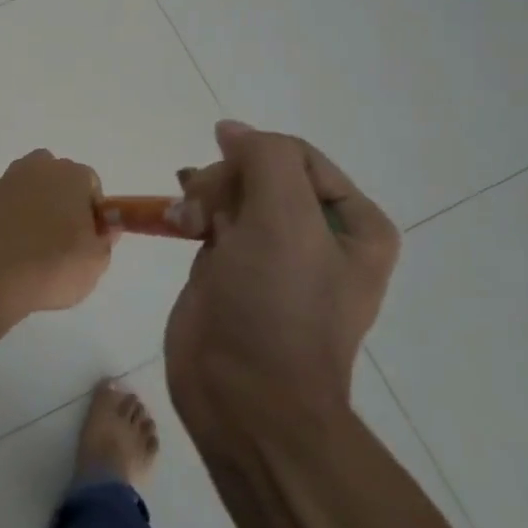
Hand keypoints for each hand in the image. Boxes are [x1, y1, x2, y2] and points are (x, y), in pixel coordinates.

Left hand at [0, 150, 115, 322]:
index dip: (92, 210)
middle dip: (61, 199)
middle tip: (62, 236)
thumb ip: (104, 239)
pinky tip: (8, 244)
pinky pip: (3, 203)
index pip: (90, 183)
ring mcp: (5, 181)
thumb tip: (104, 227)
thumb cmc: (53, 265)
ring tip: (32, 242)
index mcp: (71, 175)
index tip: (88, 236)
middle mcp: (37, 168)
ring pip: (26, 186)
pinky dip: (7, 216)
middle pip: (56, 177)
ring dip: (32, 204)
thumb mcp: (95, 261)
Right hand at [164, 122, 399, 435]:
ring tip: (184, 220)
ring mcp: (271, 255)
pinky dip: (191, 213)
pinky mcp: (232, 271)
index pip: (296, 155)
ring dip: (203, 195)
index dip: (254, 159)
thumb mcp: (285, 220)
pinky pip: (212, 221)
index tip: (223, 182)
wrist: (245, 397)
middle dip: (225, 182)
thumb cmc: (277, 307)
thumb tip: (231, 130)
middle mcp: (317, 235)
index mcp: (353, 224)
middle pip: (260, 172)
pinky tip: (175, 220)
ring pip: (232, 194)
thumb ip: (266, 158)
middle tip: (202, 210)